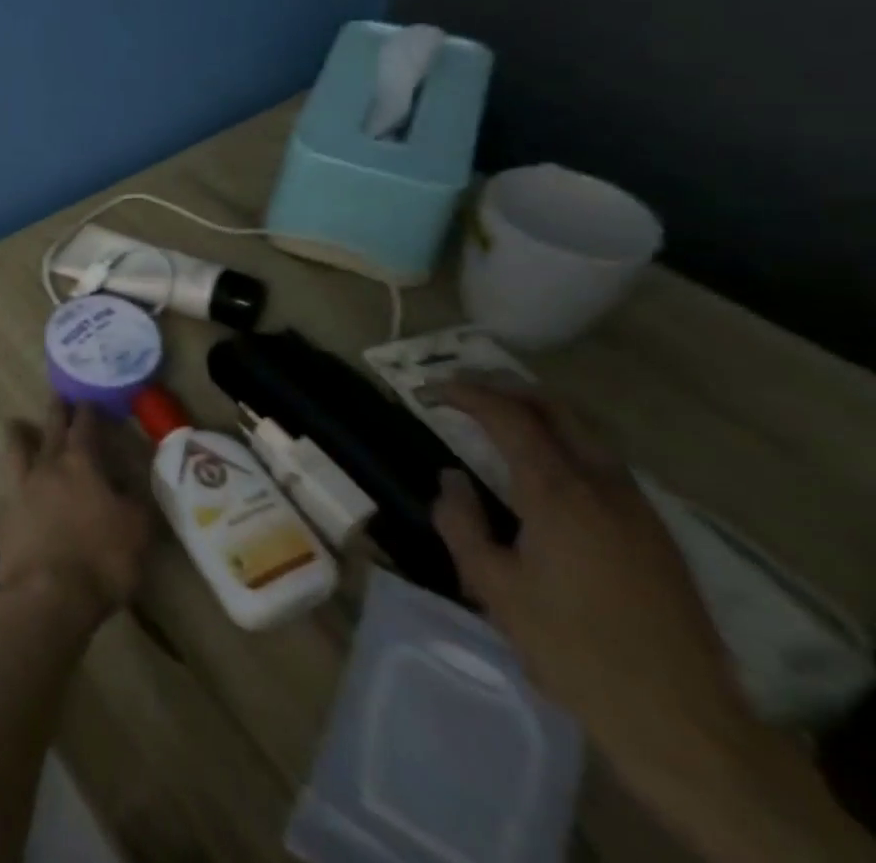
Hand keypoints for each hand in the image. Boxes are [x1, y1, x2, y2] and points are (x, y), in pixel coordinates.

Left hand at [0, 400, 151, 633]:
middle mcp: (49, 466)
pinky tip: (16, 477)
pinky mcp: (6, 512)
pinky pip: (9, 481)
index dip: (88, 412)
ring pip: (18, 448)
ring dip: (20, 433)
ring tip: (17, 423)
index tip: (88, 400)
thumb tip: (130, 486)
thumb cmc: (101, 560)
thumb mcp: (137, 531)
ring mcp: (23, 487)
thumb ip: (135, 502)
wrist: (48, 594)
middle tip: (57, 397)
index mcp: (82, 464)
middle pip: (52, 429)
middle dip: (57, 412)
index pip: (85, 427)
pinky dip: (14, 473)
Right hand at [427, 383, 751, 786]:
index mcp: (559, 492)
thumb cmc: (572, 648)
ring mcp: (639, 510)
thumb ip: (461, 522)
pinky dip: (567, 443)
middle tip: (465, 390)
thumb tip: (452, 479)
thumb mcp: (492, 586)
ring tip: (501, 420)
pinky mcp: (657, 535)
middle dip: (507, 389)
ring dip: (541, 414)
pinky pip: (606, 464)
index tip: (429, 389)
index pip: (508, 417)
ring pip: (588, 434)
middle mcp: (603, 486)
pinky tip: (547, 468)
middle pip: (558, 410)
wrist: (683, 722)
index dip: (465, 394)